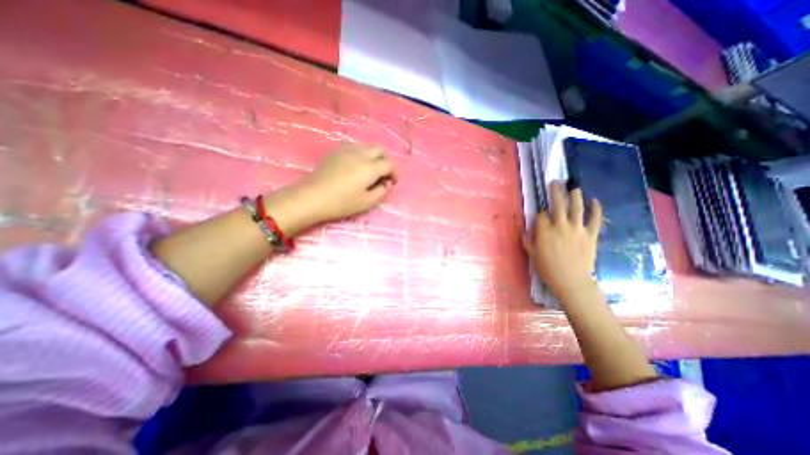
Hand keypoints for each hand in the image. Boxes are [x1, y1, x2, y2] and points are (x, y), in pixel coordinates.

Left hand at [300, 140, 395, 220]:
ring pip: (367, 147)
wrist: (311, 197)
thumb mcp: (366, 202)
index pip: (389, 164)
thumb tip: (386, 183)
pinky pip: (355, 148)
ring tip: (371, 171)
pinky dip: (362, 155)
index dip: (395, 173)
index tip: (393, 183)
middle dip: (386, 161)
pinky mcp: (336, 151)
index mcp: (370, 167)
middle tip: (384, 175)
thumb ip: (381, 191)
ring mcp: (346, 150)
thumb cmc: (341, 203)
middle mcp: (360, 154)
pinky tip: (357, 167)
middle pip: (380, 150)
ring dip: (374, 157)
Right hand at [526, 181, 599, 301]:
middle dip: (555, 191)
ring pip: (577, 207)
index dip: (540, 214)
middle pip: (558, 204)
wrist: (571, 281)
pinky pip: (595, 218)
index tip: (540, 217)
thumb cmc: (547, 268)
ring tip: (574, 188)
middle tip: (555, 182)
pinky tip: (595, 201)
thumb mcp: (531, 253)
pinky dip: (596, 209)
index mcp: (544, 231)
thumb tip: (523, 226)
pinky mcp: (591, 234)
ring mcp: (577, 229)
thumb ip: (527, 237)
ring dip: (575, 195)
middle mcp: (560, 225)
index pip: (541, 215)